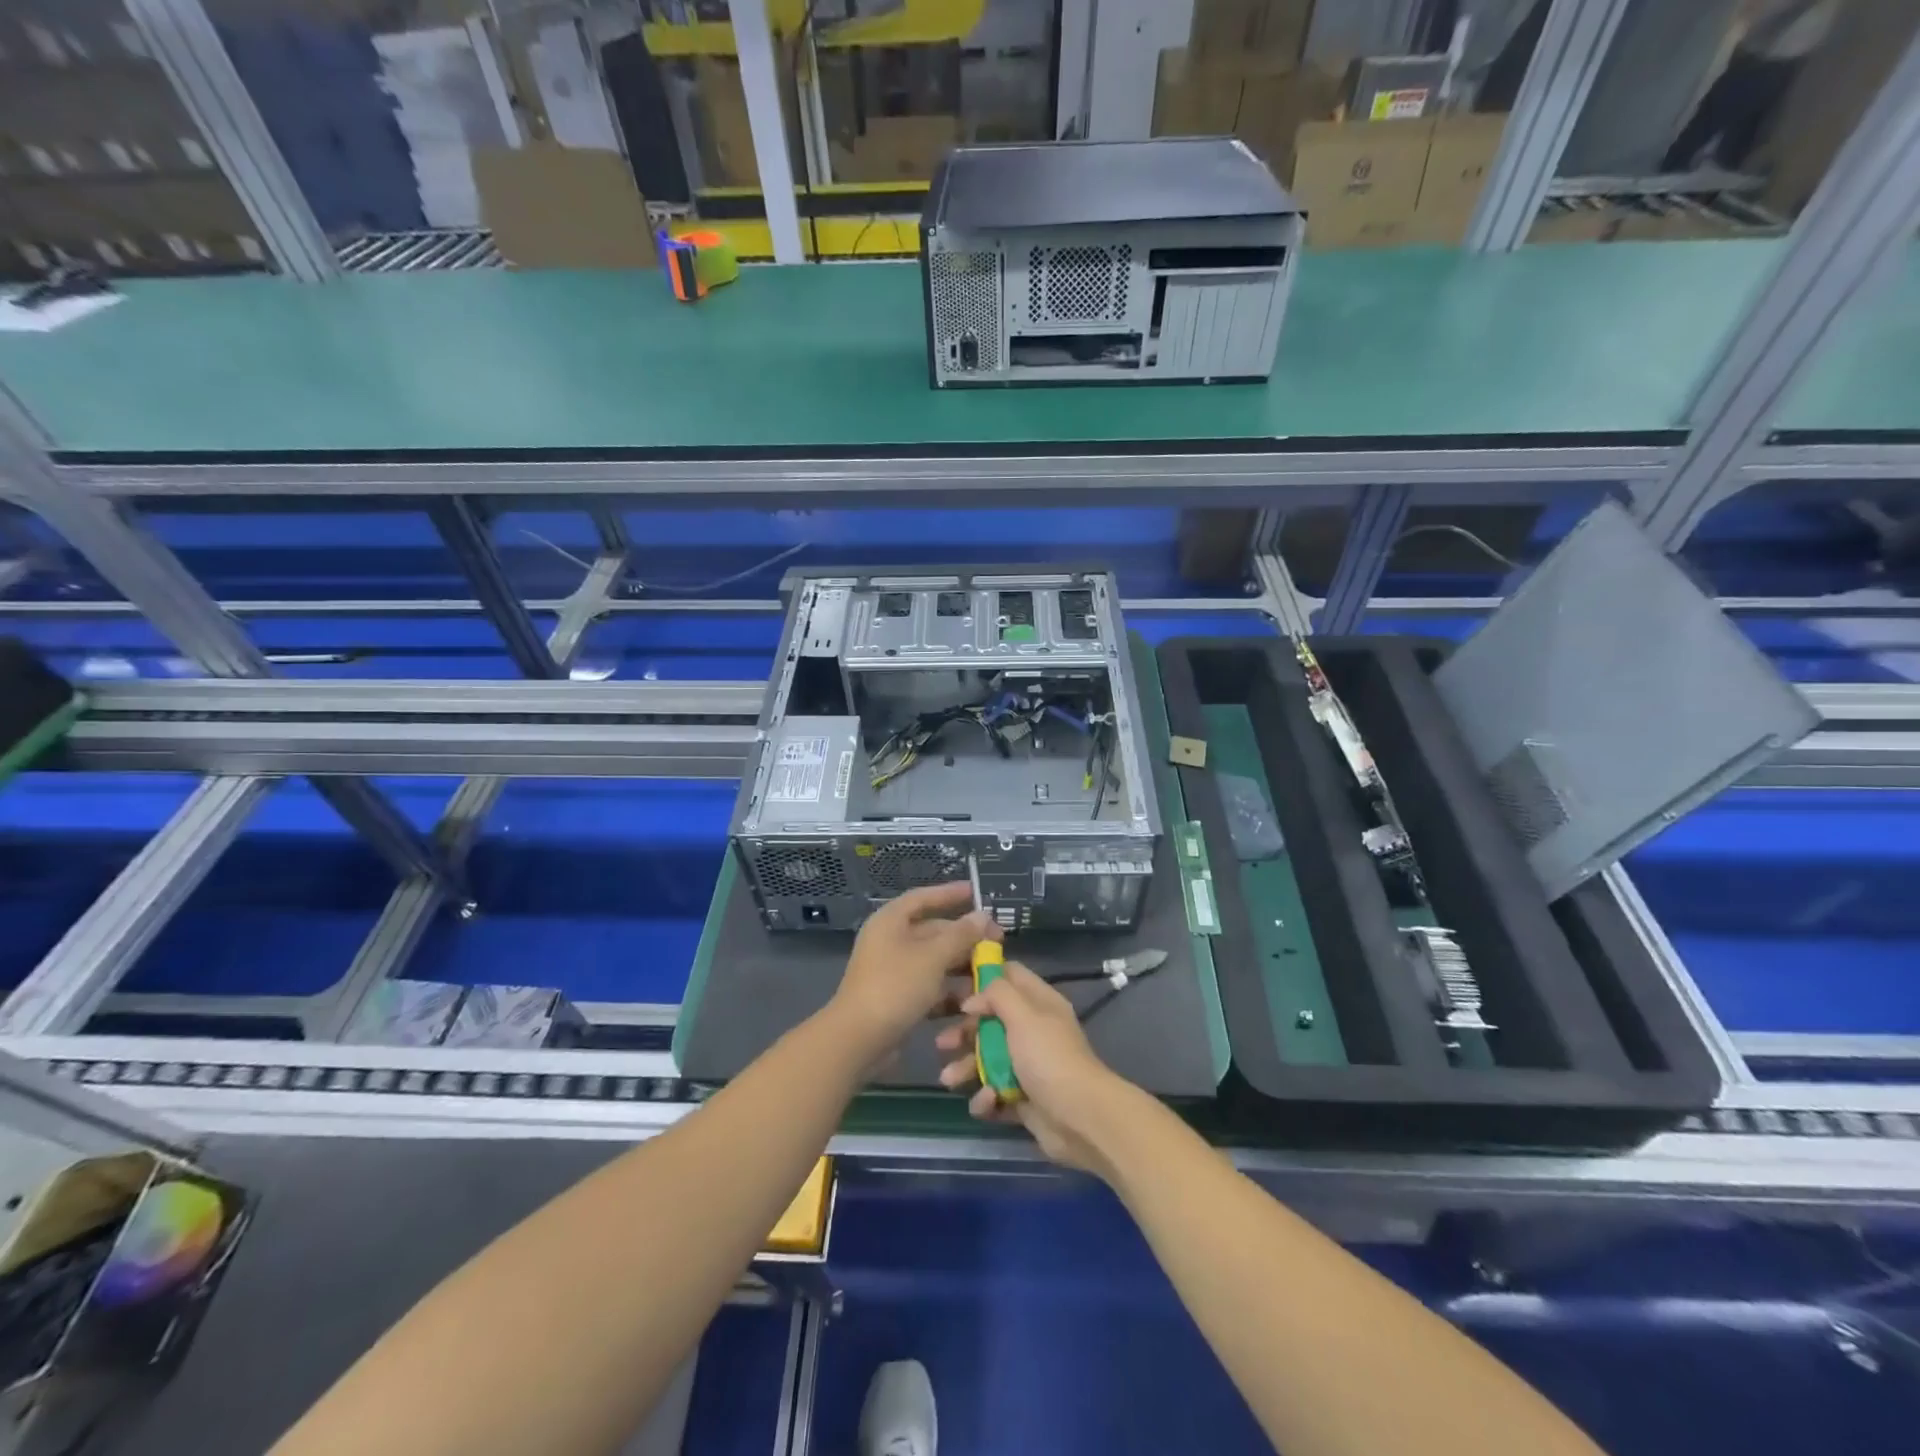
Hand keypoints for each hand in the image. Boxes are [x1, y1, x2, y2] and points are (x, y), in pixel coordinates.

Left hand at [827, 881, 997, 1063]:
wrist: (858, 1040)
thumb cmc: (895, 987)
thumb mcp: (932, 957)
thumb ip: (960, 935)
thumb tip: (983, 916)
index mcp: (891, 921)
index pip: (923, 898)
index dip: (949, 893)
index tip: (976, 892)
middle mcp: (891, 941)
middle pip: (933, 931)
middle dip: (965, 937)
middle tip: (997, 943)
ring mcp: (894, 970)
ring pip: (934, 960)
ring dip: (960, 966)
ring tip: (991, 972)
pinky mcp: (898, 997)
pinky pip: (929, 986)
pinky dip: (948, 991)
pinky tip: (972, 999)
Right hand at [934, 960, 1132, 1176]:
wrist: (1081, 1119)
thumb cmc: (1049, 1058)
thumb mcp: (1023, 1015)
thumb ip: (996, 995)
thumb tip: (972, 998)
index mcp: (1039, 1003)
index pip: (1010, 976)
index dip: (982, 977)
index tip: (953, 985)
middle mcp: (1034, 1030)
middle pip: (992, 1021)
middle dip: (965, 1031)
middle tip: (942, 1042)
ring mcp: (1029, 1066)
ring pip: (988, 1059)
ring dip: (967, 1068)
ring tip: (949, 1079)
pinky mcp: (1024, 1099)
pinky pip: (996, 1093)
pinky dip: (986, 1098)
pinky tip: (986, 1103)